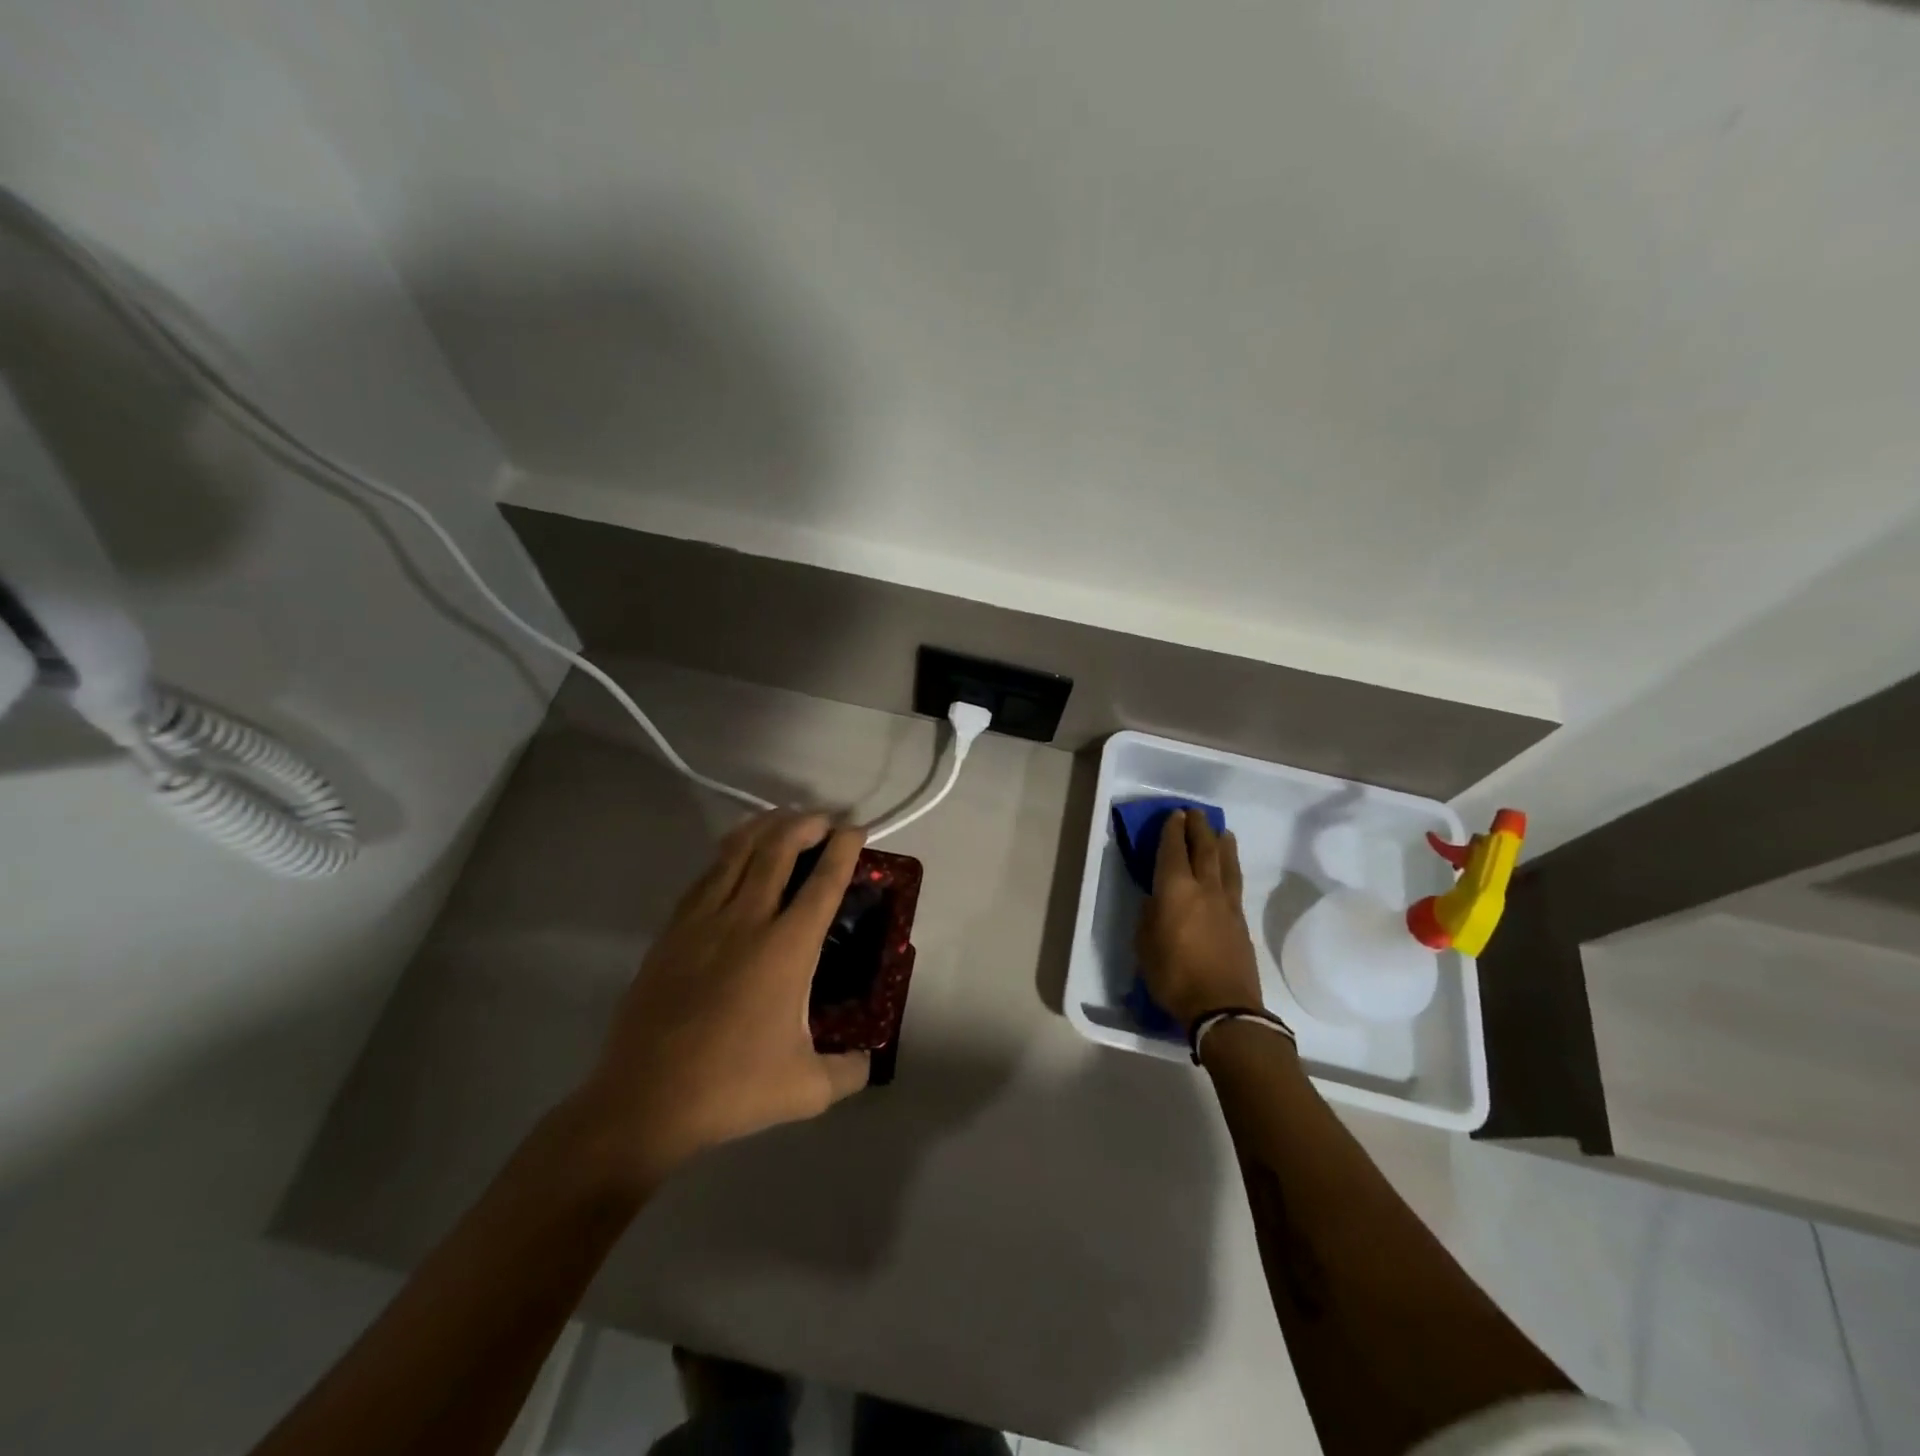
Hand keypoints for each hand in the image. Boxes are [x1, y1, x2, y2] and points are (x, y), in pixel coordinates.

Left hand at [573, 811, 871, 1188]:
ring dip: (764, 827)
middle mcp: (747, 921)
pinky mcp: (672, 932)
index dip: (843, 849)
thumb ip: (849, 1070)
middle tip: (823, 819)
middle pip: (777, 850)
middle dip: (804, 824)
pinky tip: (734, 857)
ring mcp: (703, 922)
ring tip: (782, 819)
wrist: (645, 1101)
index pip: (823, 882)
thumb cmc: (732, 1088)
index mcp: (787, 949)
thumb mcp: (807, 1089)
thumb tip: (868, 1060)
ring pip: (736, 853)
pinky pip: (705, 876)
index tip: (856, 830)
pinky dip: (728, 855)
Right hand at [1136, 809, 1265, 1030]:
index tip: (1174, 815)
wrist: (1223, 1007)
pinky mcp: (1241, 920)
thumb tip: (1156, 900)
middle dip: (1198, 828)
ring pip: (1226, 863)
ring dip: (1222, 843)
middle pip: (1204, 848)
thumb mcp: (1145, 946)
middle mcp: (1204, 888)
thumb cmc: (1174, 976)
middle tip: (1195, 813)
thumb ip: (1149, 916)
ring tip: (1221, 831)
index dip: (1173, 830)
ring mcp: (1227, 903)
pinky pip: (1235, 882)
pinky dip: (1231, 866)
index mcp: (1175, 890)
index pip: (1173, 851)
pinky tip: (1229, 867)